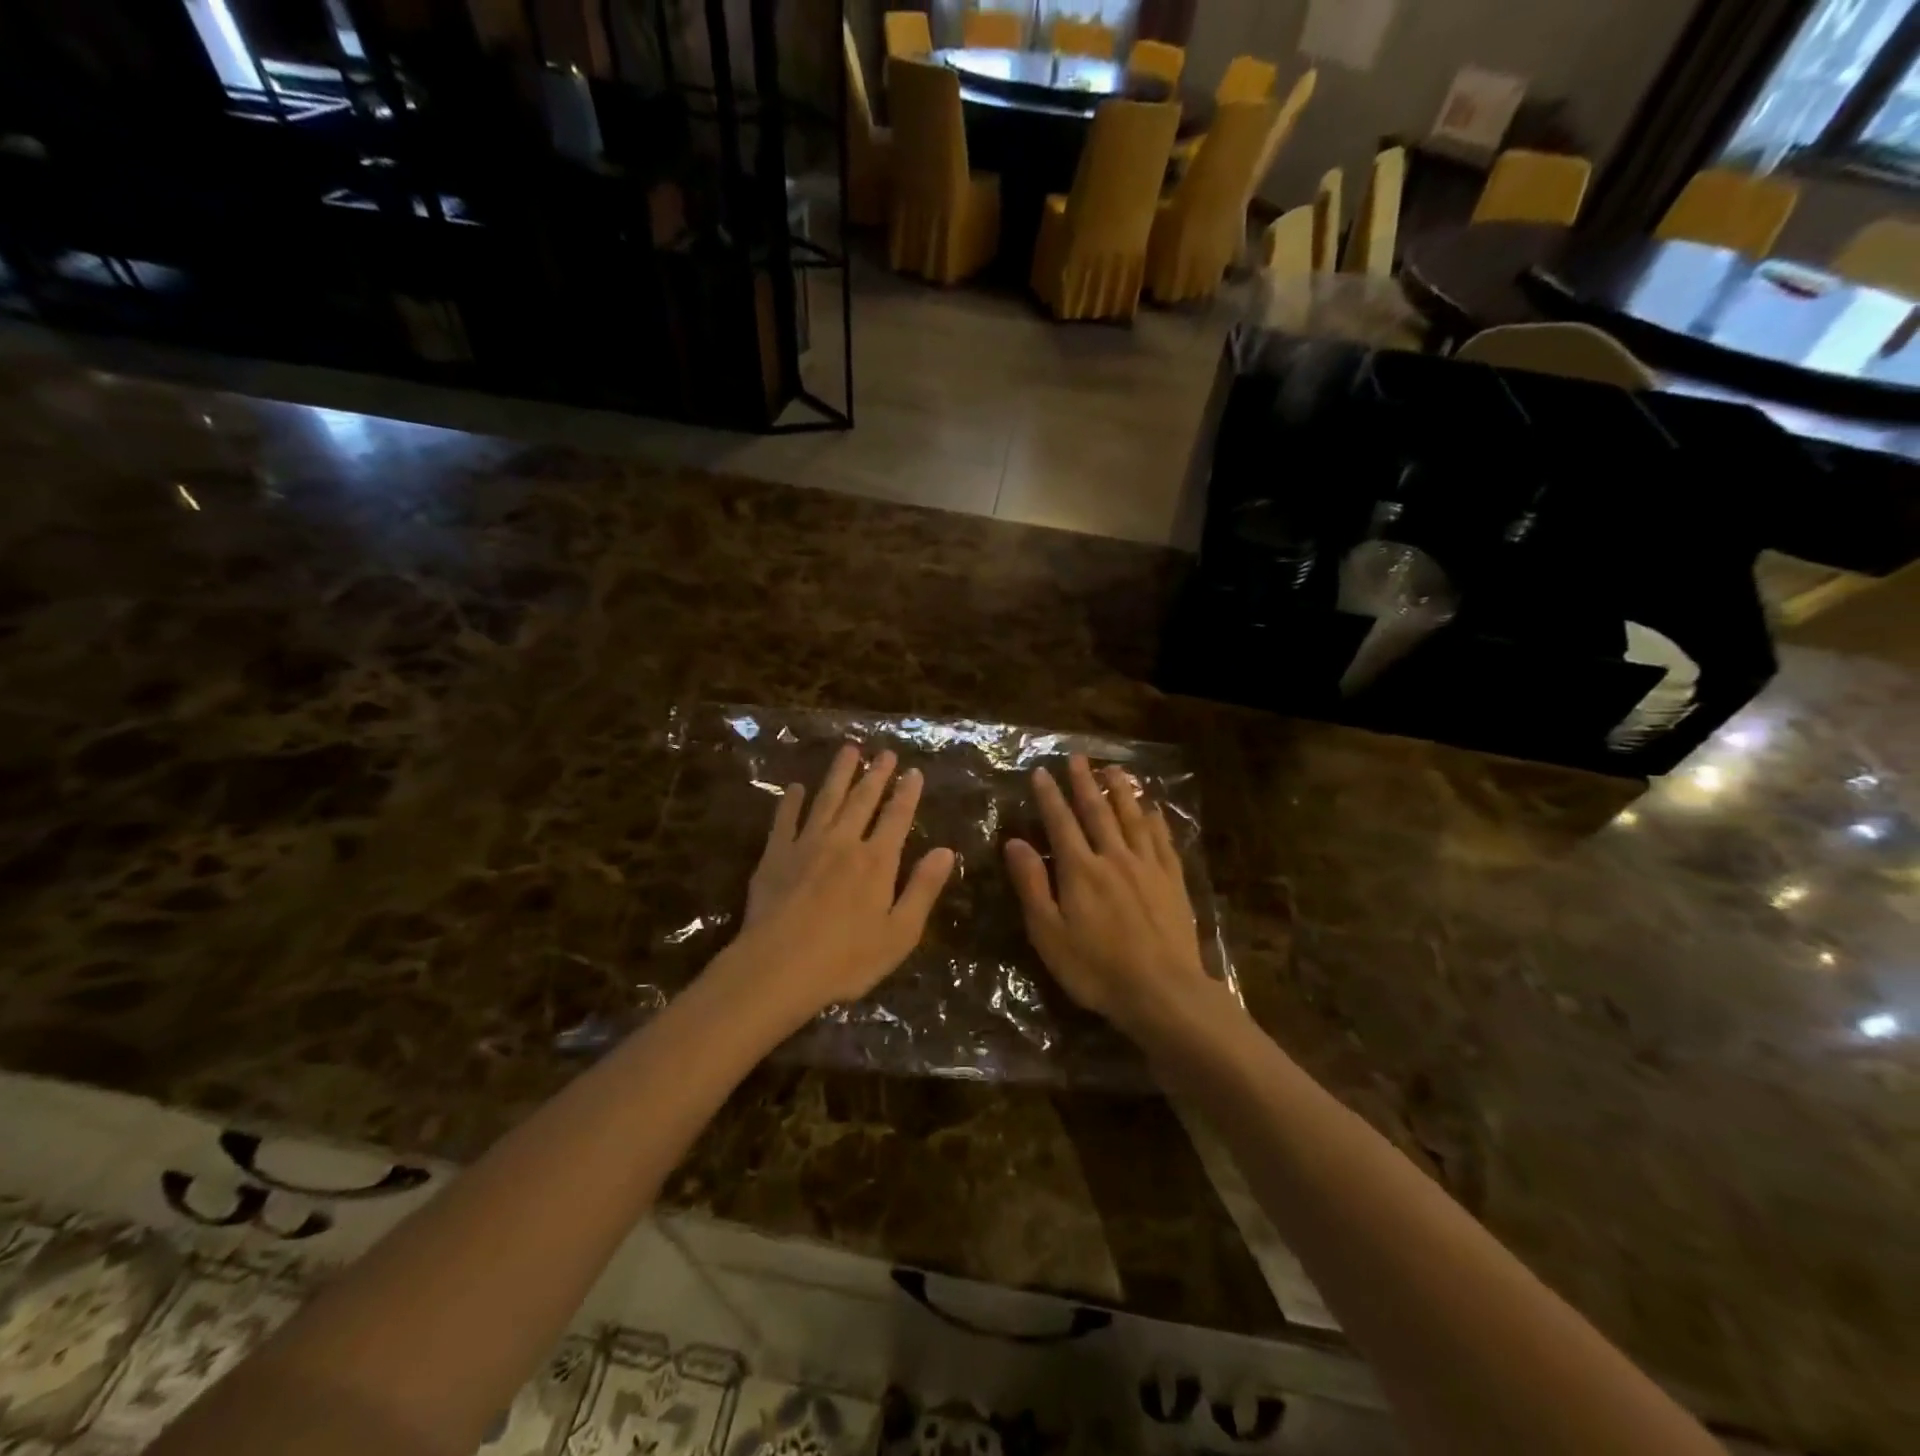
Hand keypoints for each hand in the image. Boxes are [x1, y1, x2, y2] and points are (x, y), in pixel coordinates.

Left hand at [719, 744, 955, 1029]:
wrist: (777, 968)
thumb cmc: (846, 959)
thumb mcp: (900, 933)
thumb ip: (923, 889)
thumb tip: (946, 851)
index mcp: (877, 861)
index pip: (897, 817)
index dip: (907, 793)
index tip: (913, 771)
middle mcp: (844, 842)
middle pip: (862, 800)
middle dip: (876, 774)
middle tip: (884, 752)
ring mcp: (806, 845)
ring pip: (826, 799)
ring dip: (839, 774)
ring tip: (848, 750)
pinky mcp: (775, 855)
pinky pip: (785, 819)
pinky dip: (791, 801)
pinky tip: (795, 787)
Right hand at [1004, 755, 1208, 1036]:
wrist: (1163, 992)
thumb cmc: (1096, 969)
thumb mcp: (1049, 933)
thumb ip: (1032, 885)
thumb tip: (1014, 842)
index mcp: (1081, 870)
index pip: (1061, 822)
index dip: (1049, 796)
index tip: (1041, 772)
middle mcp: (1114, 858)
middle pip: (1097, 812)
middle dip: (1084, 783)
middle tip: (1077, 758)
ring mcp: (1148, 867)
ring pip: (1133, 819)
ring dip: (1121, 792)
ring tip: (1114, 770)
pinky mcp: (1173, 882)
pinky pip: (1163, 841)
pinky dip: (1155, 821)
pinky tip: (1153, 810)